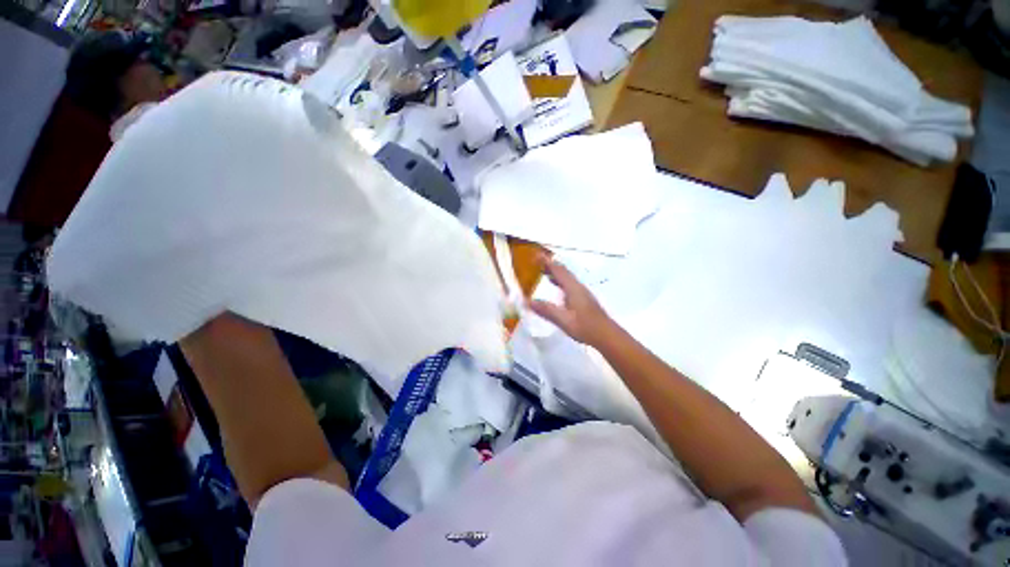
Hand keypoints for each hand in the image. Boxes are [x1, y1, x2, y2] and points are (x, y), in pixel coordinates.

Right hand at [528, 254, 613, 346]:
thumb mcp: (563, 320)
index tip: (536, 255)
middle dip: (550, 264)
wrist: (607, 335)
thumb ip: (546, 310)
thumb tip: (528, 302)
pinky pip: (569, 284)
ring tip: (543, 271)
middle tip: (536, 262)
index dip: (547, 262)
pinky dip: (559, 280)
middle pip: (563, 271)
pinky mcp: (583, 299)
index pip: (558, 271)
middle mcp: (578, 287)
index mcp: (573, 288)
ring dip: (555, 272)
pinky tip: (556, 287)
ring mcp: (582, 292)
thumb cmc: (585, 327)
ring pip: (566, 277)